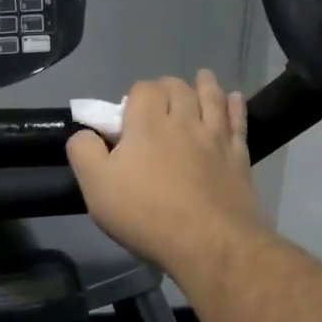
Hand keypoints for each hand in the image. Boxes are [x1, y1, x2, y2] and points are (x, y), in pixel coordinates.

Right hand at [66, 71, 268, 277]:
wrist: (208, 243)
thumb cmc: (145, 214)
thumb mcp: (96, 187)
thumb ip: (84, 152)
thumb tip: (84, 132)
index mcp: (147, 123)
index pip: (143, 89)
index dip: (134, 96)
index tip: (128, 116)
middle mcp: (184, 120)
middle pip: (178, 87)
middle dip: (167, 88)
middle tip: (160, 102)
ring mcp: (215, 137)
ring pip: (211, 97)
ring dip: (204, 84)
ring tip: (201, 78)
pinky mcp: (238, 156)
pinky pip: (237, 120)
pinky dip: (234, 105)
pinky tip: (232, 99)